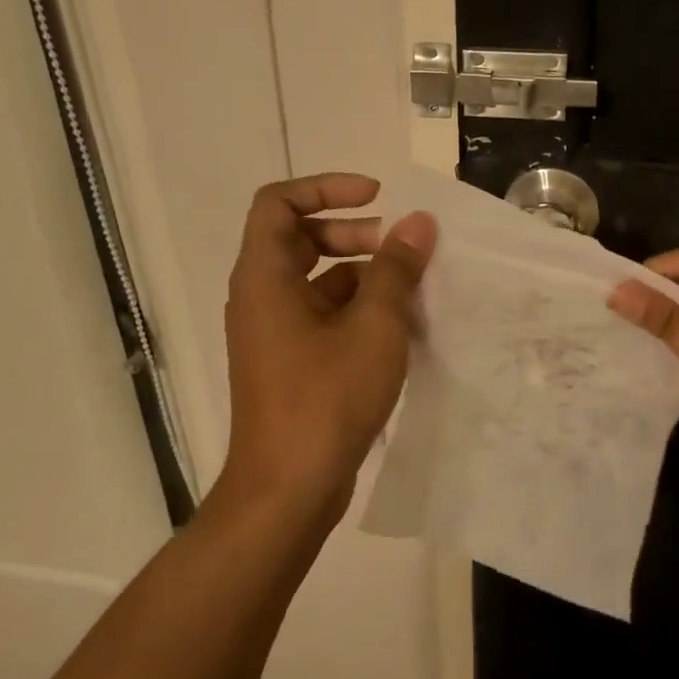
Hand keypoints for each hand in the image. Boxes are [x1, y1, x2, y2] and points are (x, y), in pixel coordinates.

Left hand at [218, 174, 436, 527]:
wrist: (287, 490)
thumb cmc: (326, 398)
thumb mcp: (373, 326)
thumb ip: (396, 268)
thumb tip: (419, 222)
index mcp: (264, 276)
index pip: (278, 202)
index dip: (326, 187)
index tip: (376, 198)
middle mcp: (260, 297)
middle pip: (298, 237)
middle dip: (352, 232)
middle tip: (398, 246)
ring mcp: (273, 332)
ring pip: (315, 279)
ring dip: (361, 272)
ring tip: (410, 288)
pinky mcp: (289, 362)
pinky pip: (321, 314)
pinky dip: (356, 308)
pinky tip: (398, 328)